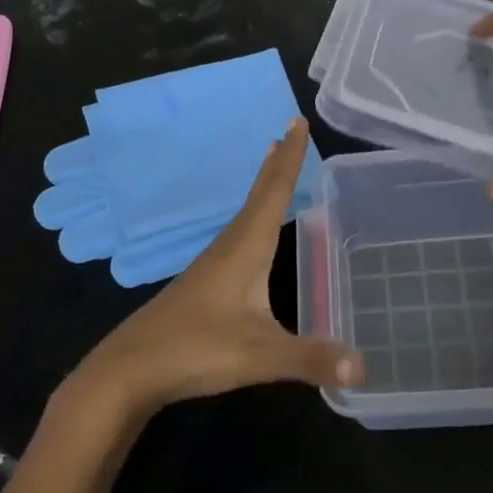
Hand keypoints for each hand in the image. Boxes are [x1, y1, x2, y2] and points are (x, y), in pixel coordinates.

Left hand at [67, 119, 363, 421]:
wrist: (129, 370)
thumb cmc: (196, 350)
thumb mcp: (260, 356)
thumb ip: (311, 359)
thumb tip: (364, 367)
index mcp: (246, 248)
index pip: (274, 192)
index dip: (290, 157)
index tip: (298, 122)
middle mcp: (229, 246)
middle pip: (259, 195)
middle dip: (278, 163)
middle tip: (291, 130)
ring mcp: (213, 264)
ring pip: (246, 214)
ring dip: (264, 187)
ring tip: (275, 166)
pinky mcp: (204, 283)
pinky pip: (238, 235)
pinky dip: (254, 217)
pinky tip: (254, 233)